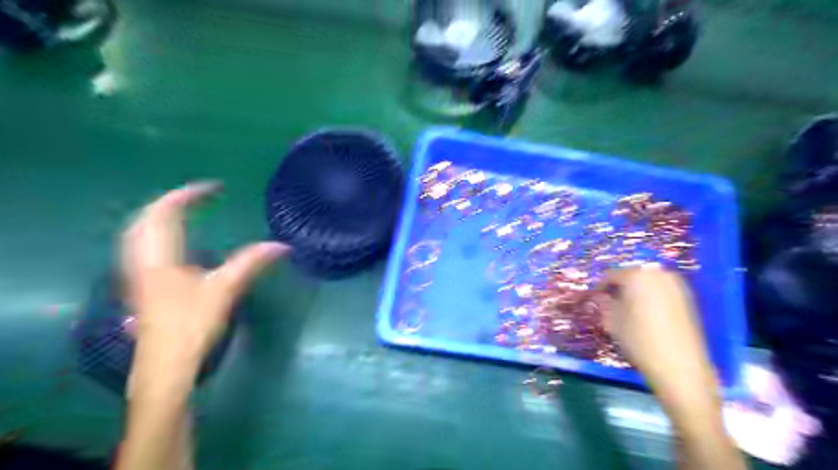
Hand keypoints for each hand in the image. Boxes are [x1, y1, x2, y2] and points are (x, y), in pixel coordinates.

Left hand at [120, 179, 291, 384]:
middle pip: (145, 218)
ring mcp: (137, 274)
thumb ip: (252, 263)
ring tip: (184, 211)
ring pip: (139, 233)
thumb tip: (283, 245)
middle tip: (197, 196)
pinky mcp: (141, 286)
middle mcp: (141, 260)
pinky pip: (142, 246)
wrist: (165, 366)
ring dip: (160, 216)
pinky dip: (157, 232)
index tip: (214, 188)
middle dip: (170, 201)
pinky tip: (173, 242)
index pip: (166, 212)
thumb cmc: (192, 326)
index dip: (188, 194)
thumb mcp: (225, 290)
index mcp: (159, 257)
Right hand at [600, 267, 716, 404]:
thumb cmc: (638, 340)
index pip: (611, 275)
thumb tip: (602, 297)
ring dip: (636, 291)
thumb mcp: (612, 321)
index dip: (600, 286)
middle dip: (620, 286)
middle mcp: (658, 274)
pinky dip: (651, 297)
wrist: (679, 366)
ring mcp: (676, 285)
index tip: (595, 298)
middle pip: (632, 275)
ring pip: (648, 282)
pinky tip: (646, 313)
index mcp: (636, 275)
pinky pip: (662, 290)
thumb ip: (604, 303)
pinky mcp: (688, 298)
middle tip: (611, 301)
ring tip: (628, 307)